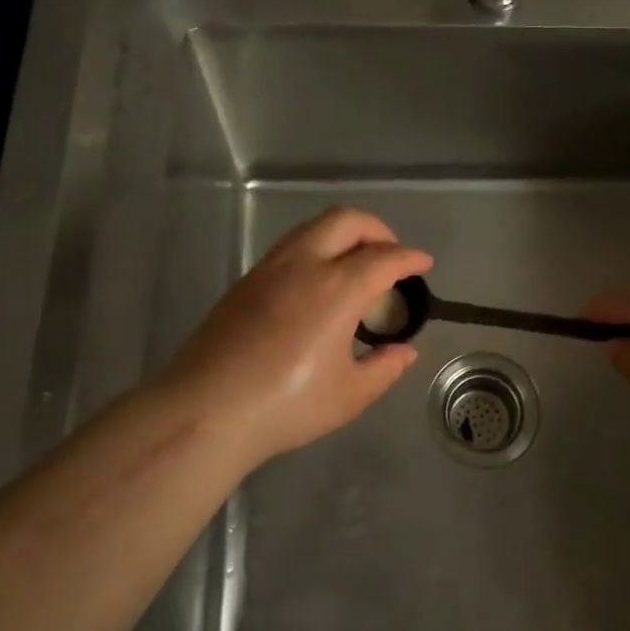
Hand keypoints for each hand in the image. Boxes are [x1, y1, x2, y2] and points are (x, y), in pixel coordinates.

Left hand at [156, 207, 432, 469]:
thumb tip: (404, 352)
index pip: (384, 258)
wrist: (206, 410)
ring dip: (343, 234)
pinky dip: (316, 248)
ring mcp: (269, 268)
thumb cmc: (286, 405)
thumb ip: (384, 368)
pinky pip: (291, 246)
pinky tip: (318, 282)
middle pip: (347, 220)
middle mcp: (304, 264)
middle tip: (391, 255)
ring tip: (356, 264)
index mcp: (337, 288)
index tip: (423, 263)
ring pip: (314, 227)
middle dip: (377, 230)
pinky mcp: (246, 281)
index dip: (410, 258)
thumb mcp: (348, 396)